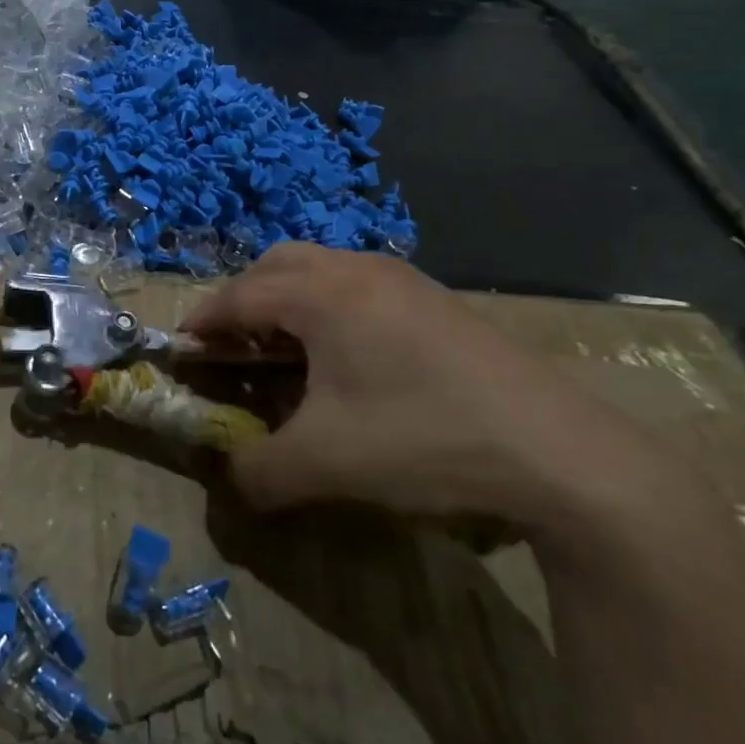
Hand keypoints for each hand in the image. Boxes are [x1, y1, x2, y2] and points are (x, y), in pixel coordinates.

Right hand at [185, 244, 680, 537]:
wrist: (562, 453)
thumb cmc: (423, 440)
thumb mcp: (324, 464)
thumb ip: (257, 471)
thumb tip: (229, 479)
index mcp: (321, 294)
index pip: (239, 297)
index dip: (203, 322)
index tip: (182, 349)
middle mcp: (357, 271)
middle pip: (276, 265)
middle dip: (243, 299)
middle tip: (233, 345)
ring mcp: (403, 280)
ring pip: (322, 268)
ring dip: (288, 298)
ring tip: (286, 350)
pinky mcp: (436, 301)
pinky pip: (359, 285)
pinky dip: (329, 307)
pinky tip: (347, 358)